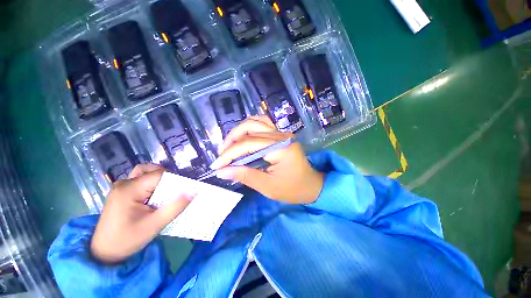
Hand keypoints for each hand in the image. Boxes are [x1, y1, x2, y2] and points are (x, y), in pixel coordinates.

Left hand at [91, 164, 193, 263]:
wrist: (103, 253)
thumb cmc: (127, 240)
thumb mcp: (155, 225)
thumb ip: (175, 207)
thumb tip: (194, 191)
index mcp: (130, 189)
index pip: (159, 174)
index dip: (175, 179)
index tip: (185, 189)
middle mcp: (124, 183)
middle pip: (151, 170)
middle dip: (166, 177)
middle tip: (175, 190)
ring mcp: (120, 187)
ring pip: (144, 173)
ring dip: (158, 179)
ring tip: (165, 193)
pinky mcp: (121, 192)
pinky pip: (140, 180)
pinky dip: (151, 184)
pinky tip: (154, 197)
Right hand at [211, 116, 323, 204]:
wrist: (311, 185)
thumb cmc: (292, 189)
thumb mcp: (268, 187)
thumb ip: (245, 176)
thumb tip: (222, 171)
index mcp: (281, 148)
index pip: (248, 145)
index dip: (229, 154)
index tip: (216, 166)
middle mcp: (282, 136)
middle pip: (250, 131)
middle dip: (231, 142)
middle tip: (221, 156)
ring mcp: (282, 133)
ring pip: (255, 123)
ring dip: (238, 132)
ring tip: (229, 146)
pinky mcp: (281, 135)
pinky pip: (263, 124)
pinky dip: (250, 128)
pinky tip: (243, 136)